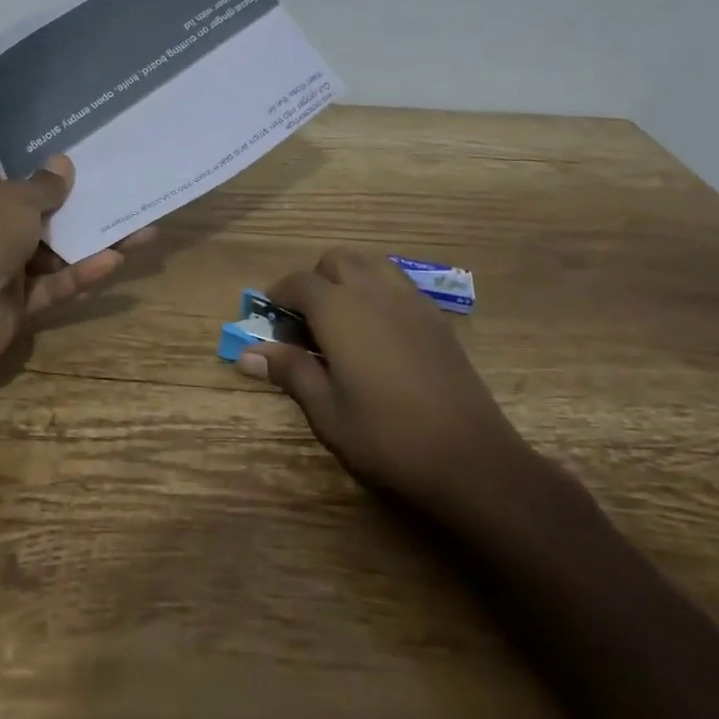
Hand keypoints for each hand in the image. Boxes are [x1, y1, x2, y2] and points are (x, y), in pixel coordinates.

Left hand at [0, 152, 152, 369]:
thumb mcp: (14, 199)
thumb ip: (44, 184)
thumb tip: (62, 163)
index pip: (12, 161)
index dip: (44, 150)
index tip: (84, 140)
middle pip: (44, 206)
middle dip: (83, 199)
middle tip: (125, 184)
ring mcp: (6, 263)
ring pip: (59, 248)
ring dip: (95, 239)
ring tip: (142, 228)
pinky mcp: (21, 300)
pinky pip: (58, 282)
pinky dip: (83, 273)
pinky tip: (117, 260)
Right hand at [239, 247, 536, 518]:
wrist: (470, 458)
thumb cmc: (387, 437)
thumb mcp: (327, 411)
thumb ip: (290, 371)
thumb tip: (248, 354)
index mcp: (340, 310)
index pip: (299, 282)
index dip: (279, 295)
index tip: (270, 319)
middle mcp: (374, 291)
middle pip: (336, 260)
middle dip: (314, 279)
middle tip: (307, 322)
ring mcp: (410, 300)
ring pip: (371, 263)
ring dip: (348, 277)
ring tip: (342, 320)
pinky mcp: (436, 317)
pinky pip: (398, 283)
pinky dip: (378, 290)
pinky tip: (379, 332)